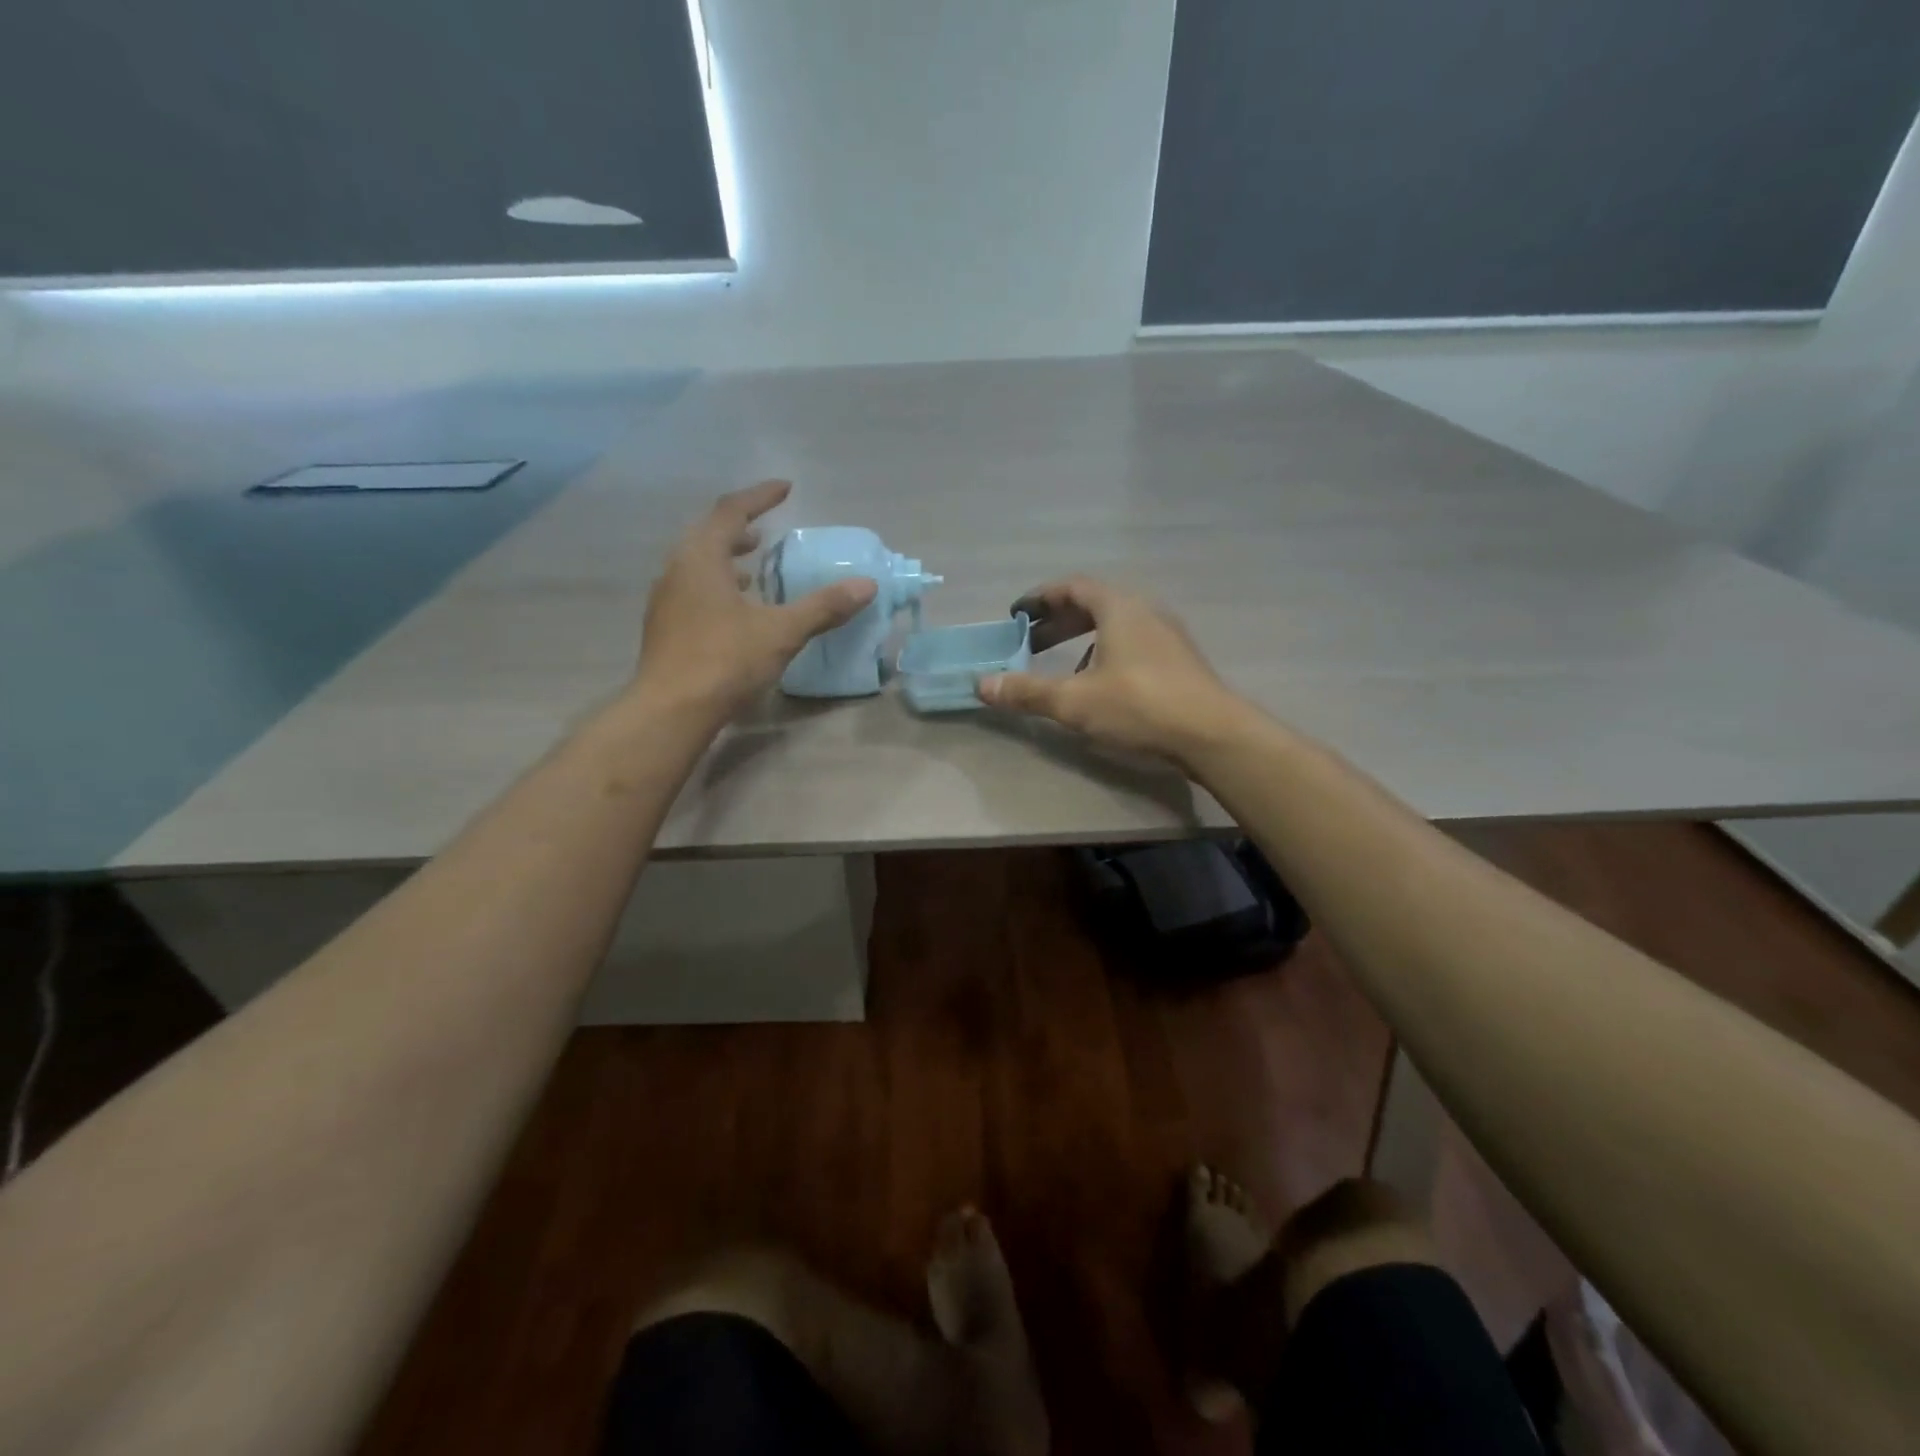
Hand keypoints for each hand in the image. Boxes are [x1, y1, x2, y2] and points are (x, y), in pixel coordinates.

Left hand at [631, 481, 876, 718]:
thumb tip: (866, 585)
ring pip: (697, 563)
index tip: (786, 488)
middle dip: (739, 527)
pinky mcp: (665, 626)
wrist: (671, 710)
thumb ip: (823, 607)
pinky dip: (717, 585)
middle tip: (766, 528)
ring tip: (753, 567)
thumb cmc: (725, 661)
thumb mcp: (782, 632)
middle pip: (708, 533)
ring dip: (726, 557)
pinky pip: (693, 589)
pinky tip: (736, 609)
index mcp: (702, 557)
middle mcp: (677, 569)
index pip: (731, 511)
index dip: (760, 497)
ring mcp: (666, 598)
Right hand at [978, 576, 1251, 766]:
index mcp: (1119, 607)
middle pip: (1093, 604)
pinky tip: (1101, 685)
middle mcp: (1145, 610)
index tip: (1016, 614)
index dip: (1040, 598)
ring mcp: (1167, 634)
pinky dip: (1107, 653)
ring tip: (1062, 666)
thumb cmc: (1139, 706)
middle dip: (1057, 622)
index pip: (1072, 587)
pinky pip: (1133, 643)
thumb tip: (981, 685)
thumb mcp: (1074, 701)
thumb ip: (1027, 691)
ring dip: (1083, 639)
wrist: (1212, 734)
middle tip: (1029, 642)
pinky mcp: (1180, 659)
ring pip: (1115, 625)